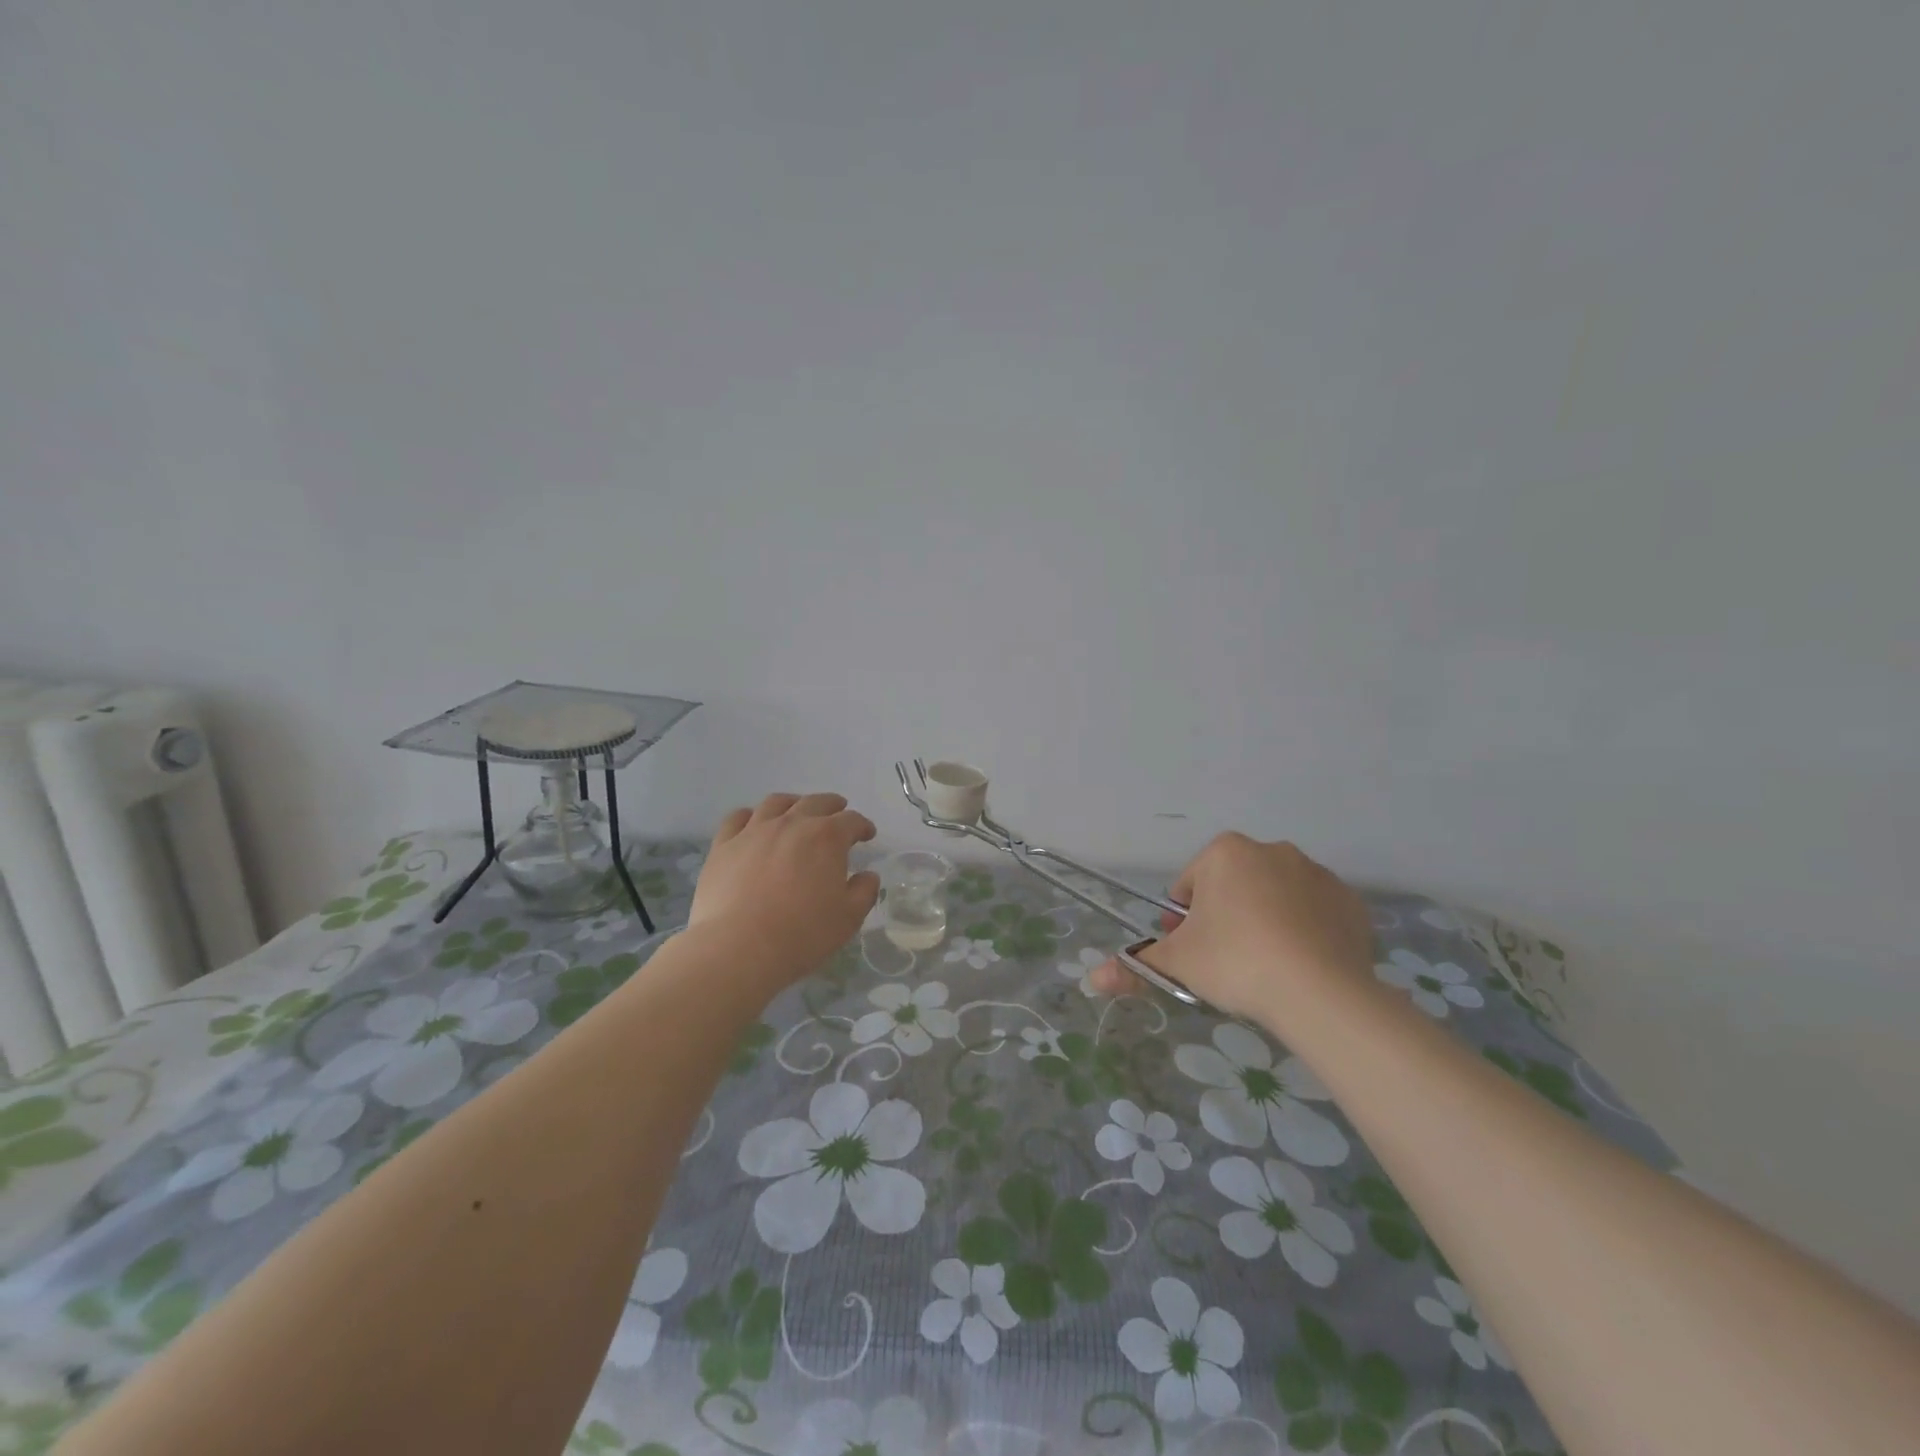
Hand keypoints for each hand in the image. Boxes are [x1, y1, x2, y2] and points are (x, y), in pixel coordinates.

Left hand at [688, 793, 879, 985]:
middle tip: (838, 812)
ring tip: (797, 810)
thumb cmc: (802, 934)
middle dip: (832, 806)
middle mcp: (792, 824)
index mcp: (827, 838)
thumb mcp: (848, 918)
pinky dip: (750, 816)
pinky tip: (753, 824)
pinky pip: (737, 818)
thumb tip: (868, 875)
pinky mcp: (724, 845)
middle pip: (816, 803)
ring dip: (793, 803)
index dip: (862, 826)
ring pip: (776, 803)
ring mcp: (754, 831)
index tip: (867, 835)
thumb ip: (864, 891)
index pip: (852, 821)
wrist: (739, 947)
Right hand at [1090, 833, 1373, 1028]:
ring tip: (1264, 967)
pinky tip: (1301, 965)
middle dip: (1225, 917)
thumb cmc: (1235, 961)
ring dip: (1265, 921)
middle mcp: (1272, 850)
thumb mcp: (1177, 963)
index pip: (1190, 884)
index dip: (1184, 921)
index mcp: (1225, 852)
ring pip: (1275, 897)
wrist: (1320, 991)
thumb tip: (1094, 978)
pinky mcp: (1350, 903)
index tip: (1190, 951)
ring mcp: (1317, 874)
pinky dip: (1305, 932)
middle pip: (1234, 886)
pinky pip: (1315, 914)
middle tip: (1224, 961)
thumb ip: (1135, 966)